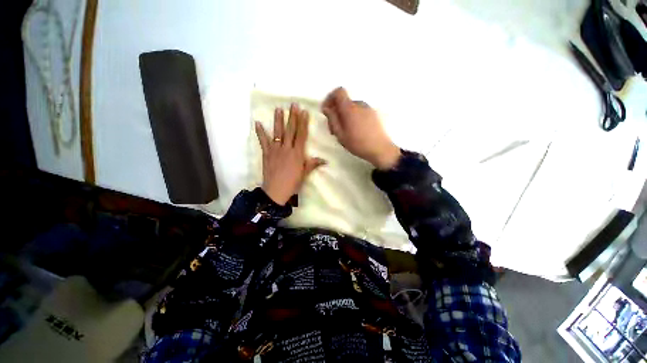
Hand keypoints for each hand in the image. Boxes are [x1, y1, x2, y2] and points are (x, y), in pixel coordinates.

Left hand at [255, 104, 325, 205]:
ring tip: (278, 109)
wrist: (276, 191)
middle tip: (293, 104)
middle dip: (292, 117)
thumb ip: (313, 164)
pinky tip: (258, 123)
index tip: (304, 112)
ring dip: (278, 120)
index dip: (303, 123)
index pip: (301, 135)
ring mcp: (276, 150)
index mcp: (297, 153)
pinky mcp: (267, 153)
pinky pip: (263, 141)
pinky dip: (260, 132)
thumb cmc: (293, 183)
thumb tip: (325, 160)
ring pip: (278, 132)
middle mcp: (287, 148)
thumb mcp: (305, 174)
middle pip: (290, 130)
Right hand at [322, 87, 400, 169]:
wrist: (380, 149)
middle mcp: (360, 104)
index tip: (326, 110)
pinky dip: (353, 117)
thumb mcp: (340, 134)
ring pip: (351, 108)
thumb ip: (332, 119)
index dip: (330, 98)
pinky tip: (354, 131)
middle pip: (344, 102)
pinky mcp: (374, 114)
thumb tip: (326, 108)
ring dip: (345, 116)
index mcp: (350, 108)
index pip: (339, 91)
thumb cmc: (358, 143)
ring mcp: (368, 108)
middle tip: (333, 129)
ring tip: (344, 132)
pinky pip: (359, 111)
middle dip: (336, 111)